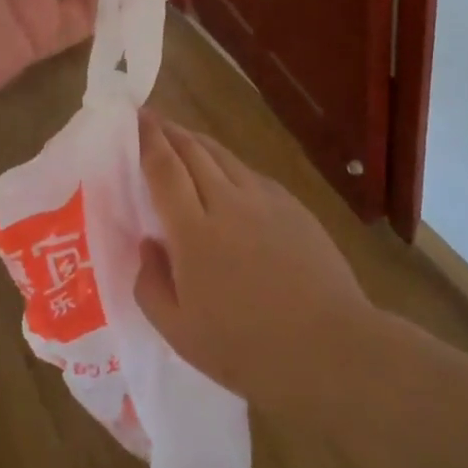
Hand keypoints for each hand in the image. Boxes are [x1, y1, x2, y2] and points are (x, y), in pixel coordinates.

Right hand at [133, 111, 378, 421]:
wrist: (331, 347)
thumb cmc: (248, 349)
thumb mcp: (181, 334)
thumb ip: (151, 286)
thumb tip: (148, 245)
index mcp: (193, 232)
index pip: (164, 169)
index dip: (148, 139)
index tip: (136, 118)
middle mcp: (227, 202)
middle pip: (193, 151)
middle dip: (170, 131)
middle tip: (152, 119)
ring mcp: (264, 200)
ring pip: (223, 156)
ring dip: (198, 141)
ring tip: (184, 138)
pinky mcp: (291, 206)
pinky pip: (250, 174)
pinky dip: (229, 165)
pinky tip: (227, 175)